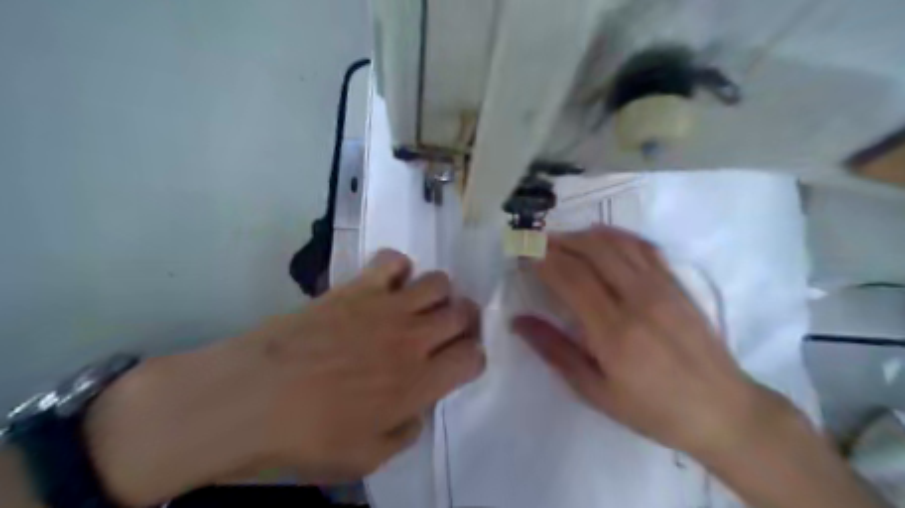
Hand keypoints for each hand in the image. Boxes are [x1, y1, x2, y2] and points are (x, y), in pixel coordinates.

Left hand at [251, 252, 484, 482]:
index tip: (459, 362)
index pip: (473, 357)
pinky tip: (388, 285)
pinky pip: (394, 260)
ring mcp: (386, 307)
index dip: (473, 358)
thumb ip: (405, 433)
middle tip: (447, 331)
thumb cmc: (305, 437)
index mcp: (419, 383)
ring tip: (419, 307)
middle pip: (463, 313)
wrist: (249, 399)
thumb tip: (416, 409)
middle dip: (465, 320)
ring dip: (439, 295)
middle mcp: (413, 339)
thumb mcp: (365, 459)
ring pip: (439, 282)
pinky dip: (400, 268)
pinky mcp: (358, 287)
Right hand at [516, 228, 777, 456]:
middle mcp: (637, 299)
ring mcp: (661, 287)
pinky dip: (616, 236)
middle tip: (536, 242)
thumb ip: (555, 351)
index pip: (569, 278)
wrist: (723, 411)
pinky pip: (643, 247)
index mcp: (613, 331)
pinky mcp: (677, 284)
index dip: (541, 260)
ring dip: (583, 235)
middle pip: (591, 252)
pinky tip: (601, 238)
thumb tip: (518, 322)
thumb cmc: (653, 409)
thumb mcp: (595, 391)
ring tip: (561, 239)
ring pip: (616, 243)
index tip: (522, 253)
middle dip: (558, 241)